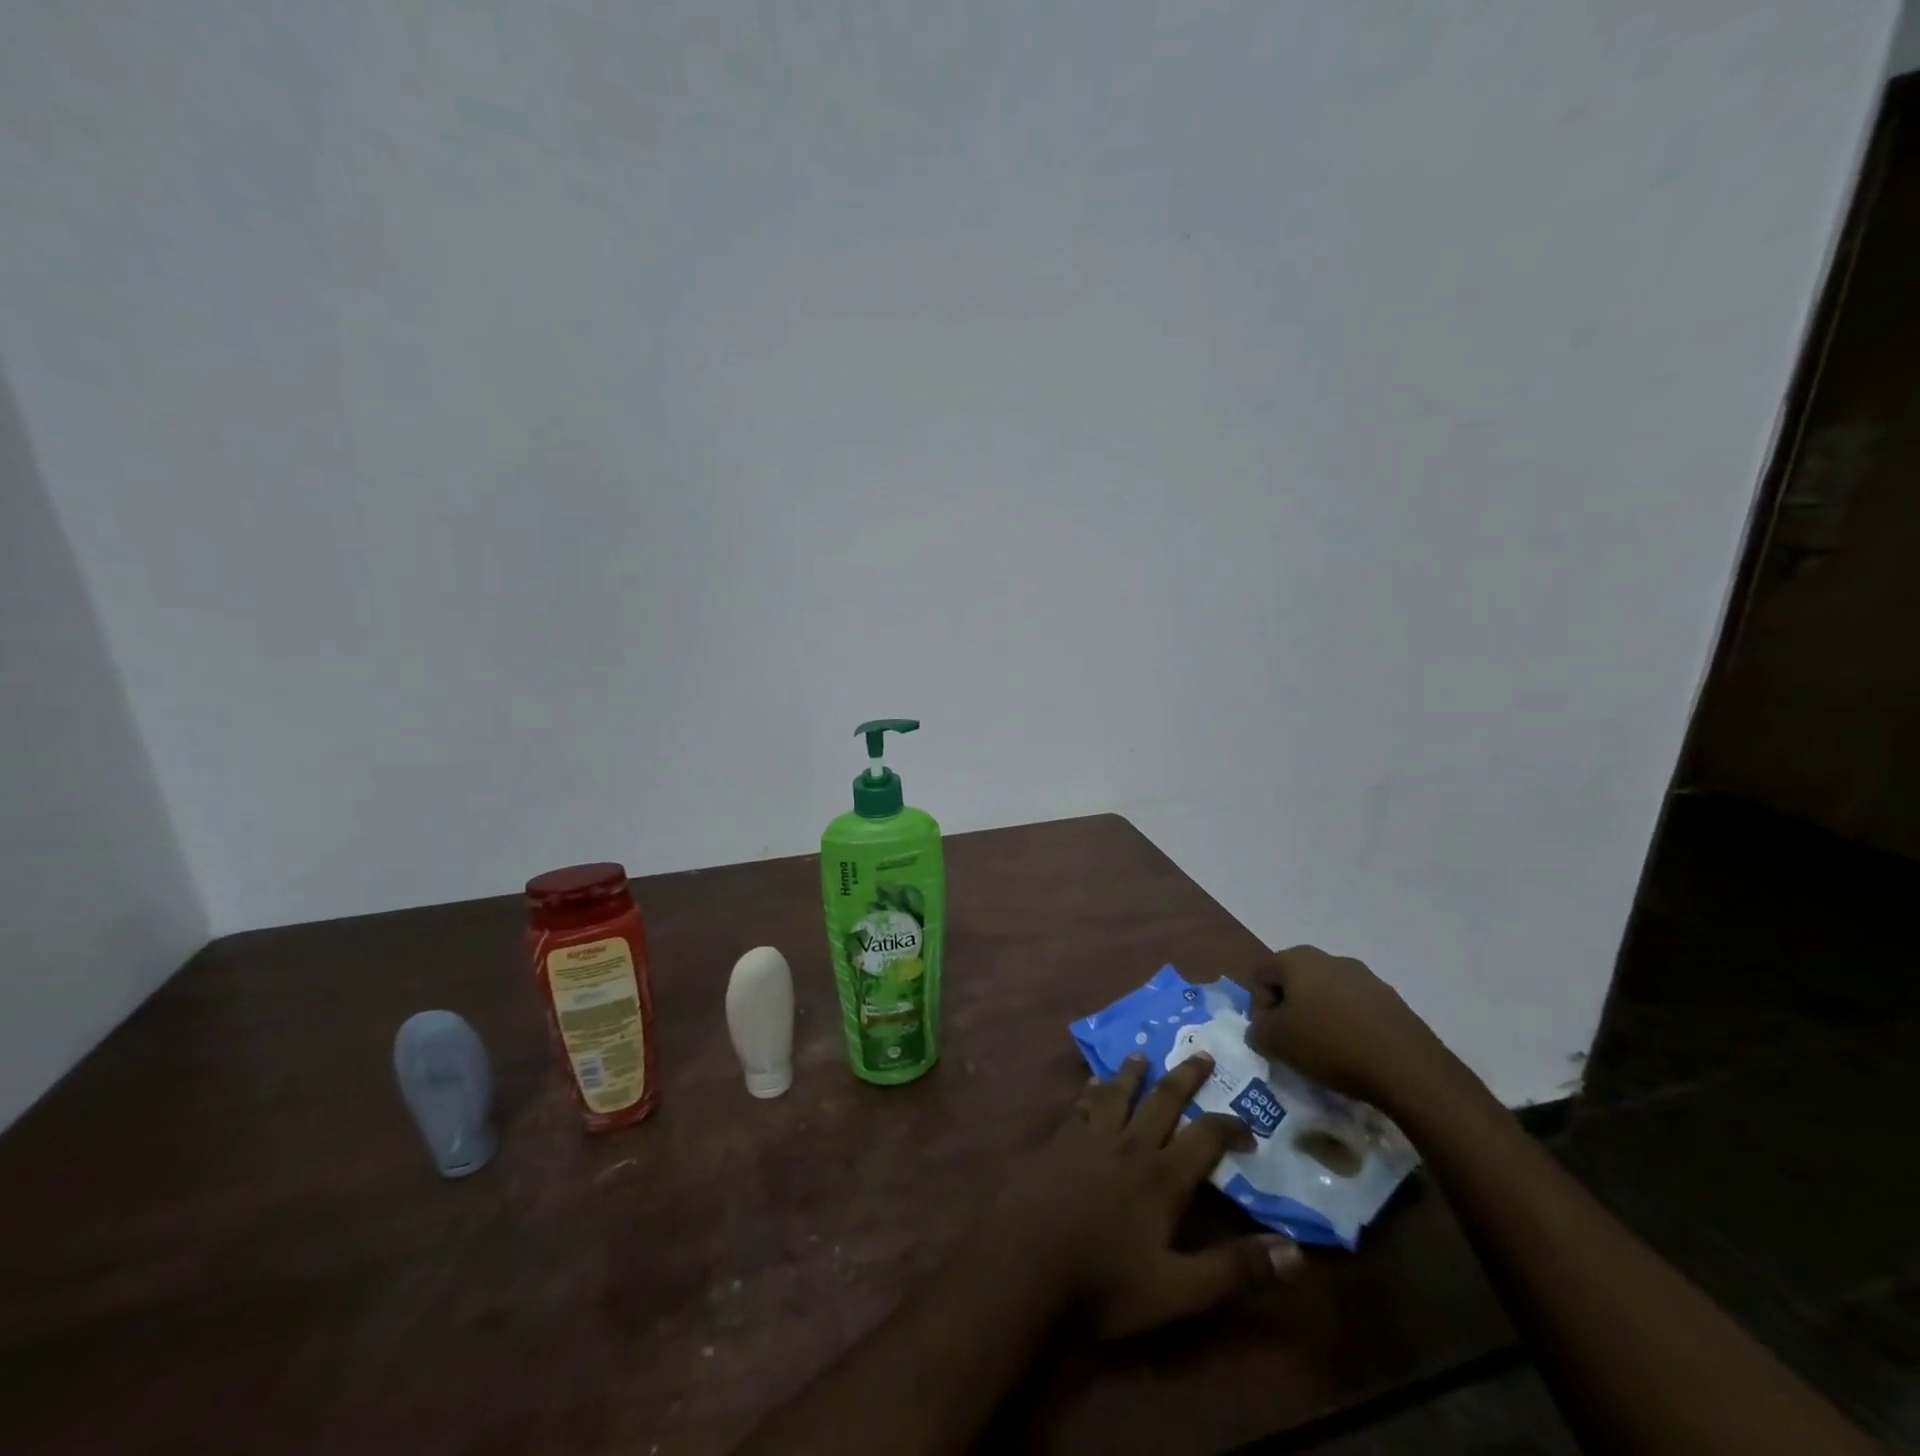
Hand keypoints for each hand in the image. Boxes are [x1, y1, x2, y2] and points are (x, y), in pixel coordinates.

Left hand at [983, 1053, 1300, 1338]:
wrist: (1025, 1263)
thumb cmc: (1105, 1282)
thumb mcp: (1179, 1290)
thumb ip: (1235, 1269)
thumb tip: (1297, 1254)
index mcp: (1162, 1176)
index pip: (1205, 1137)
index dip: (1230, 1126)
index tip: (1248, 1126)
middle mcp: (1129, 1143)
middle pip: (1162, 1099)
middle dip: (1185, 1077)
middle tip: (1201, 1054)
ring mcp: (1089, 1137)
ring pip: (1117, 1092)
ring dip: (1134, 1073)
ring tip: (1143, 1055)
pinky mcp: (1058, 1140)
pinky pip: (1080, 1104)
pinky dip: (1091, 1090)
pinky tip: (1091, 1083)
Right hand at [1242, 945, 1460, 1113]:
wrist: (1407, 1068)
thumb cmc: (1329, 1045)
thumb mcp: (1275, 1042)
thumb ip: (1257, 1030)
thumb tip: (1261, 1028)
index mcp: (1298, 959)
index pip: (1261, 976)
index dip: (1260, 1008)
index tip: (1272, 1037)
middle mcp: (1331, 958)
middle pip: (1295, 982)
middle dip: (1291, 1011)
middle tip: (1295, 1044)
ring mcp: (1366, 978)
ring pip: (1328, 996)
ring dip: (1321, 1018)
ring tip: (1328, 1053)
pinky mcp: (1392, 1001)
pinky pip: (1357, 1010)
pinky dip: (1349, 1027)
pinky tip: (1356, 1054)